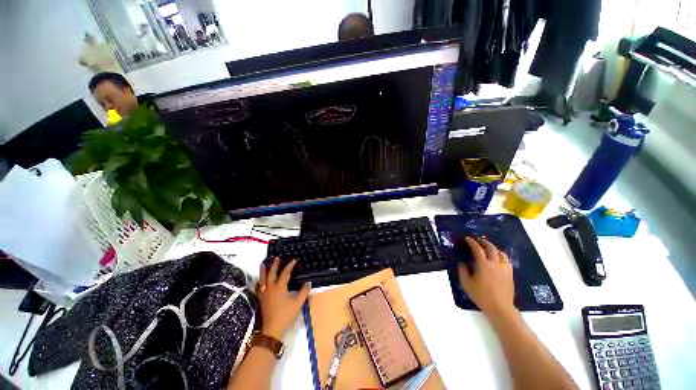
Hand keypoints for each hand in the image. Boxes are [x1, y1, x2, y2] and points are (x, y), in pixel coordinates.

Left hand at [257, 258, 309, 339]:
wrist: (272, 329)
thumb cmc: (286, 315)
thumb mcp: (298, 303)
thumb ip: (304, 292)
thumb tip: (308, 282)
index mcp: (280, 287)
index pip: (285, 273)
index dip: (289, 266)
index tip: (293, 260)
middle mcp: (270, 288)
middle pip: (272, 273)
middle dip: (274, 265)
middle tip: (276, 258)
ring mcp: (264, 294)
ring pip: (263, 279)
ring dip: (263, 271)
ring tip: (263, 264)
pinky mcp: (261, 299)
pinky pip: (259, 287)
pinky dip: (259, 282)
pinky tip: (260, 281)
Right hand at [457, 237, 514, 315]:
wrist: (500, 308)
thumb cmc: (481, 295)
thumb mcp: (466, 283)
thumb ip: (462, 270)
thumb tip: (462, 262)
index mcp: (483, 265)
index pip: (477, 248)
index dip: (471, 242)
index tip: (466, 238)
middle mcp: (495, 264)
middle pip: (491, 248)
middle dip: (483, 242)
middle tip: (477, 240)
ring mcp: (505, 268)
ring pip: (501, 253)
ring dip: (493, 248)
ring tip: (488, 249)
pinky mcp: (510, 274)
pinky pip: (506, 260)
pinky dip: (500, 256)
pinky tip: (497, 259)